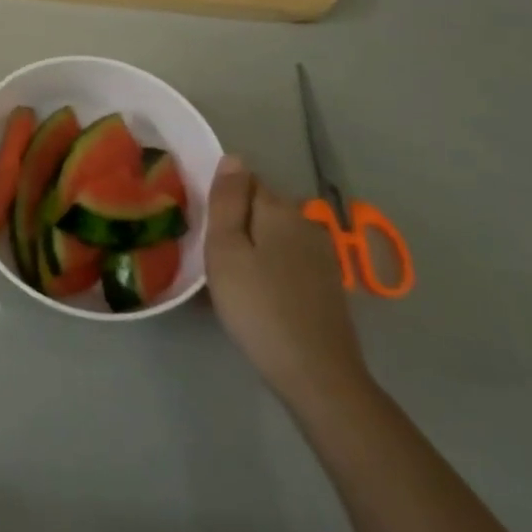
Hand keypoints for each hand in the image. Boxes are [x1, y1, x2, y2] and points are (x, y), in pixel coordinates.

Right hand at [206, 155, 369, 410]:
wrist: (316, 374)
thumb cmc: (258, 306)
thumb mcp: (226, 249)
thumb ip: (227, 201)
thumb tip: (234, 157)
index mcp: (280, 209)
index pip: (244, 182)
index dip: (221, 202)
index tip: (205, 231)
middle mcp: (306, 223)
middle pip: (260, 209)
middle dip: (236, 225)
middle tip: (211, 260)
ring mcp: (321, 255)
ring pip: (272, 237)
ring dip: (251, 250)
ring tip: (229, 281)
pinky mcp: (326, 284)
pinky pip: (286, 261)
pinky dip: (268, 270)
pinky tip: (256, 297)